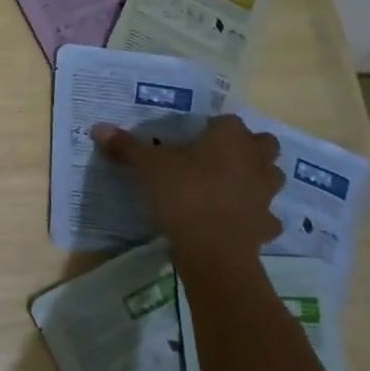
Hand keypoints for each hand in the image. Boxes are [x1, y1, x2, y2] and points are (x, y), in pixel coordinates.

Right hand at [91, 113, 285, 264]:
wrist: (213, 250)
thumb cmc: (183, 194)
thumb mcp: (147, 167)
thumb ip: (126, 146)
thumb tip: (98, 128)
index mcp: (230, 138)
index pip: (228, 120)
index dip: (213, 127)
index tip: (193, 137)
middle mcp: (255, 160)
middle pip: (263, 144)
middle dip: (247, 148)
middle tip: (218, 157)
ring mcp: (266, 194)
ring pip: (271, 177)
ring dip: (256, 178)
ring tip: (229, 186)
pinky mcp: (266, 225)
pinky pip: (266, 216)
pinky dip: (256, 217)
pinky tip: (237, 221)